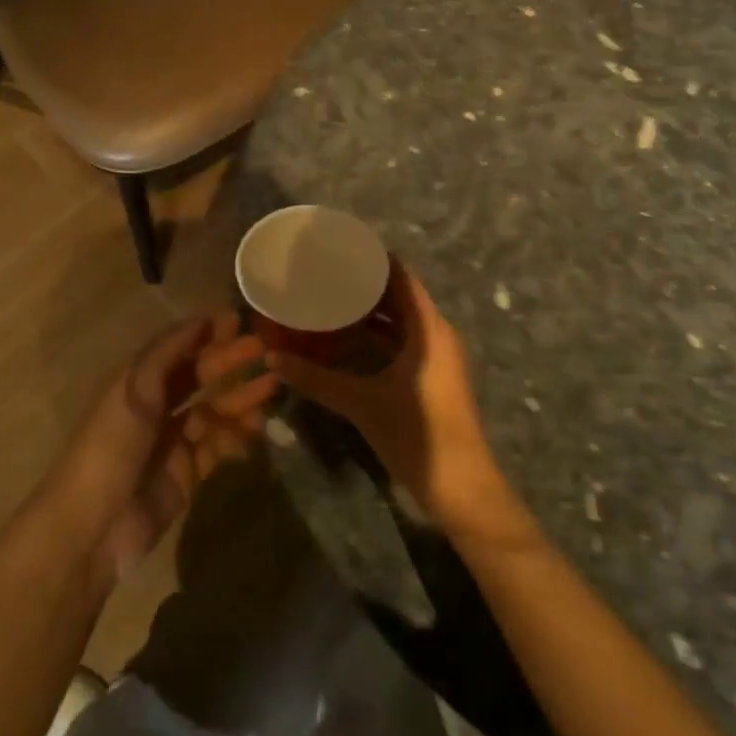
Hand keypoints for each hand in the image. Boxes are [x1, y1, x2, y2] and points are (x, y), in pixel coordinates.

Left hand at [43, 311, 277, 582]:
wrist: (92, 527)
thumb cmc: (110, 446)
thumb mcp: (133, 388)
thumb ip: (167, 351)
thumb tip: (201, 318)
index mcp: (138, 381)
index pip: (179, 349)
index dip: (207, 335)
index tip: (239, 321)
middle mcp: (156, 406)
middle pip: (200, 378)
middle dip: (230, 364)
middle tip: (265, 353)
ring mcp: (172, 441)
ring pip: (214, 412)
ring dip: (240, 399)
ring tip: (270, 391)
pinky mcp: (186, 474)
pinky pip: (218, 447)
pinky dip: (236, 437)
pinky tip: (255, 431)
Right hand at [272, 269, 539, 551]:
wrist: (462, 488)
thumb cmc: (417, 434)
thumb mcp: (362, 403)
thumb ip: (317, 379)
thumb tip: (272, 358)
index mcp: (428, 328)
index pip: (402, 276)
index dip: (374, 258)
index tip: (341, 247)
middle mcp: (436, 334)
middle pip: (400, 295)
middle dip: (366, 284)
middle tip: (326, 273)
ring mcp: (436, 357)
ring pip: (402, 321)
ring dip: (371, 311)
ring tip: (331, 300)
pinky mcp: (432, 376)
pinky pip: (403, 342)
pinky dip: (378, 336)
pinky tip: (347, 339)